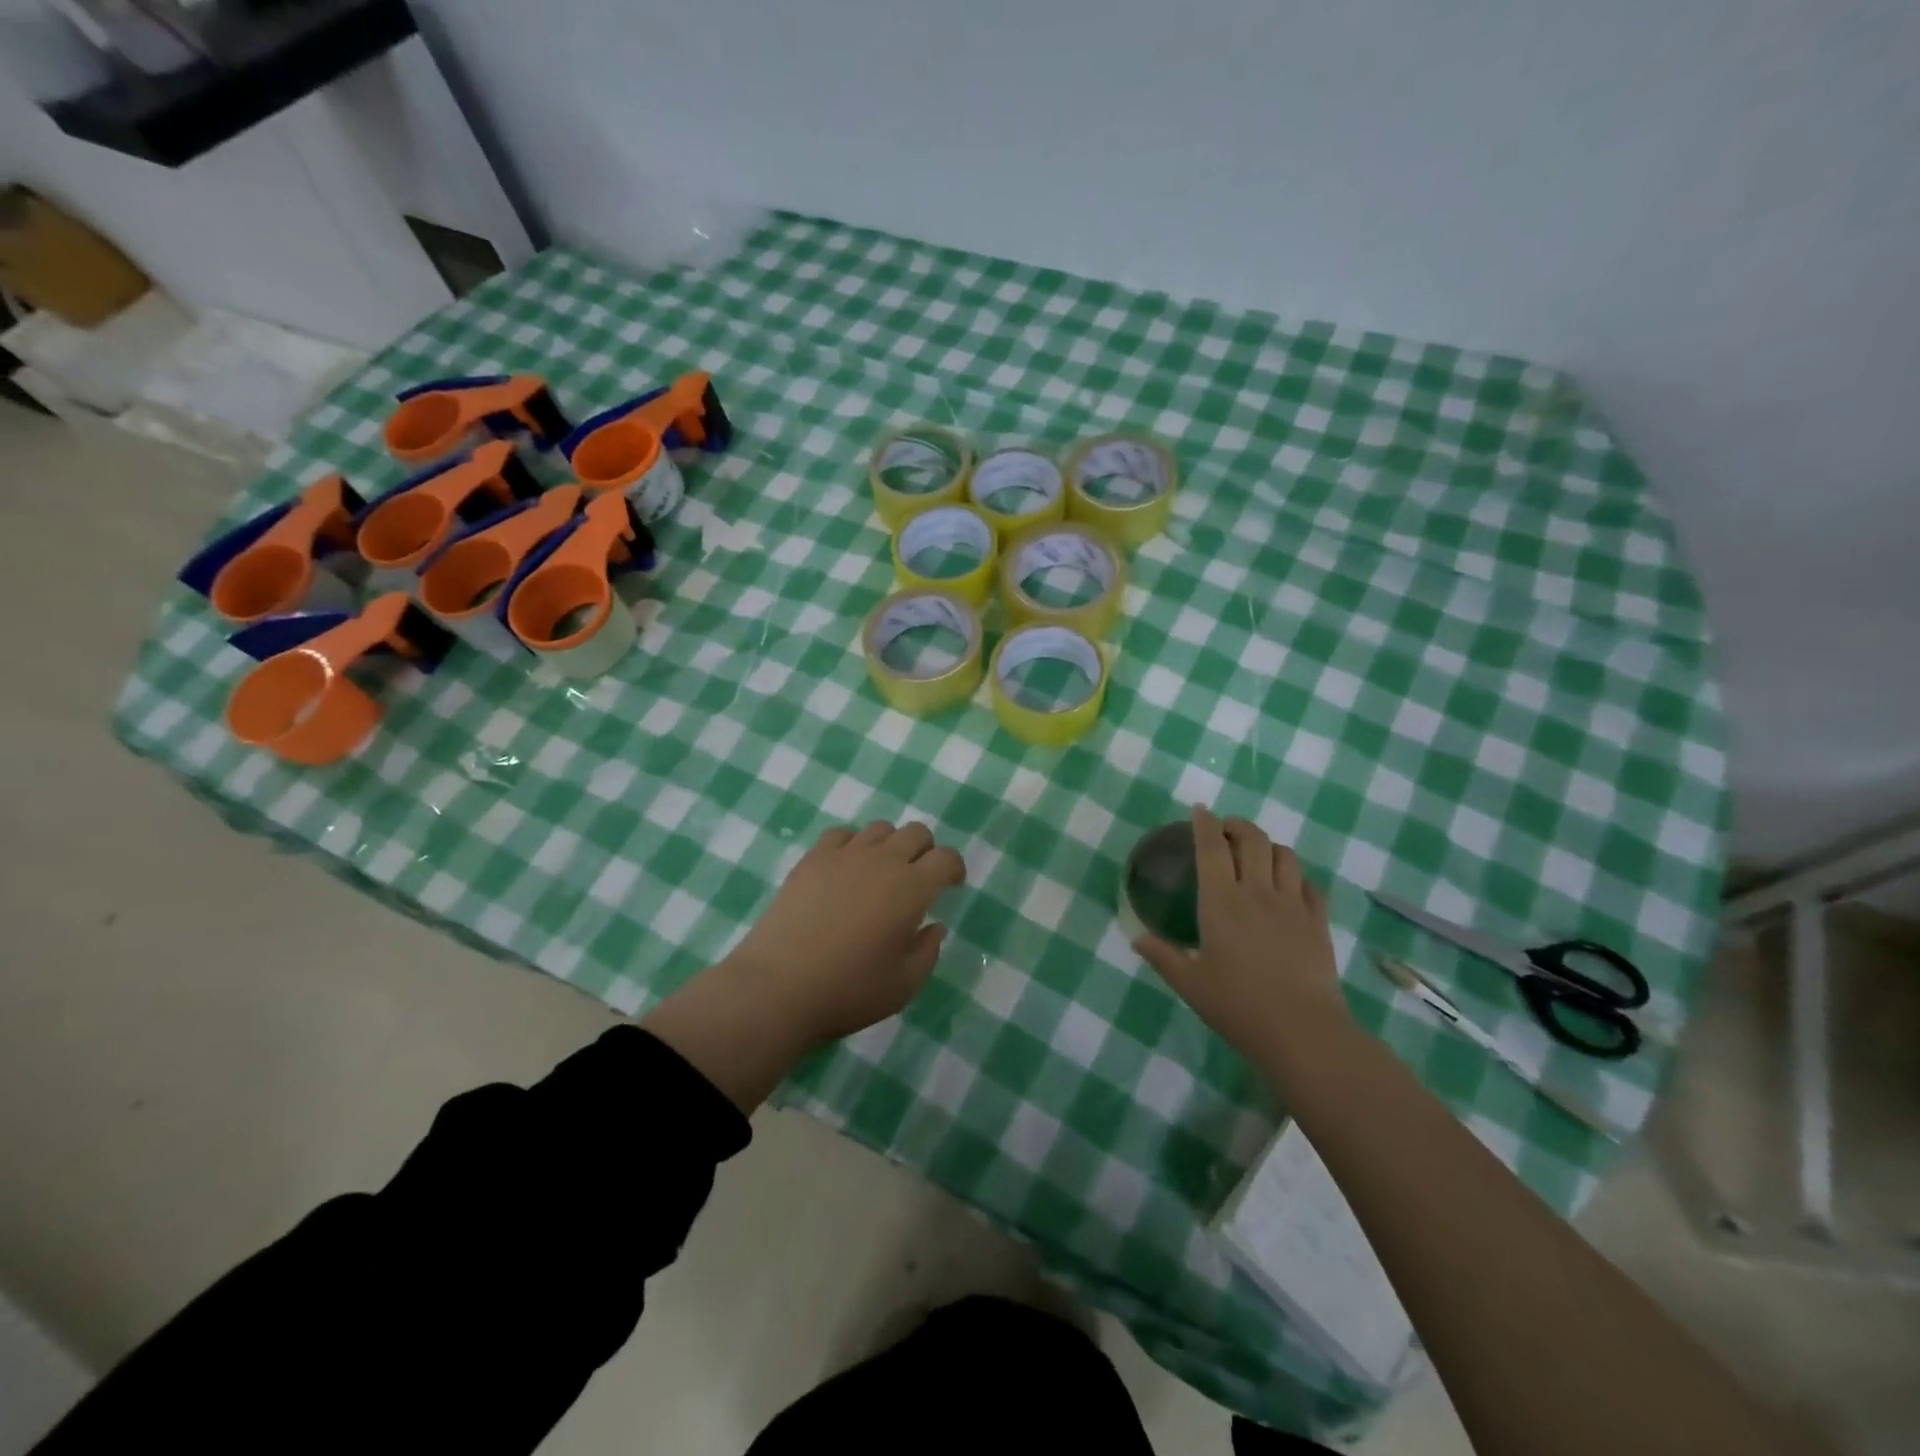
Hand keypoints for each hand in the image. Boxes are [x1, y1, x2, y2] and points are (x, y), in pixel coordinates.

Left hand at [723, 820, 966, 1044]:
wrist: (778, 986)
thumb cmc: (849, 990)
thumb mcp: (903, 985)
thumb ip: (927, 952)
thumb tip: (934, 926)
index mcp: (912, 889)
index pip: (946, 858)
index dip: (954, 868)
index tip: (950, 886)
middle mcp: (882, 861)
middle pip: (916, 832)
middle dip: (925, 851)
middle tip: (917, 879)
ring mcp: (844, 855)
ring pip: (880, 828)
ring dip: (890, 845)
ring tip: (880, 873)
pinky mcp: (812, 859)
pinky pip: (841, 834)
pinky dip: (852, 844)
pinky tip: (846, 869)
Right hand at [1134, 806, 1346, 1056]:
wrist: (1302, 1030)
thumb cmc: (1237, 1005)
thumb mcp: (1189, 984)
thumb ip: (1162, 956)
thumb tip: (1137, 939)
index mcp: (1220, 901)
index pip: (1211, 847)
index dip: (1204, 823)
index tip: (1199, 810)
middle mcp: (1257, 891)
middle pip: (1252, 839)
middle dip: (1237, 825)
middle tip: (1225, 831)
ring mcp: (1293, 904)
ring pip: (1284, 854)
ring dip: (1268, 846)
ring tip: (1256, 856)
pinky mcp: (1318, 921)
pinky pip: (1309, 883)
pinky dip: (1296, 875)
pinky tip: (1288, 887)